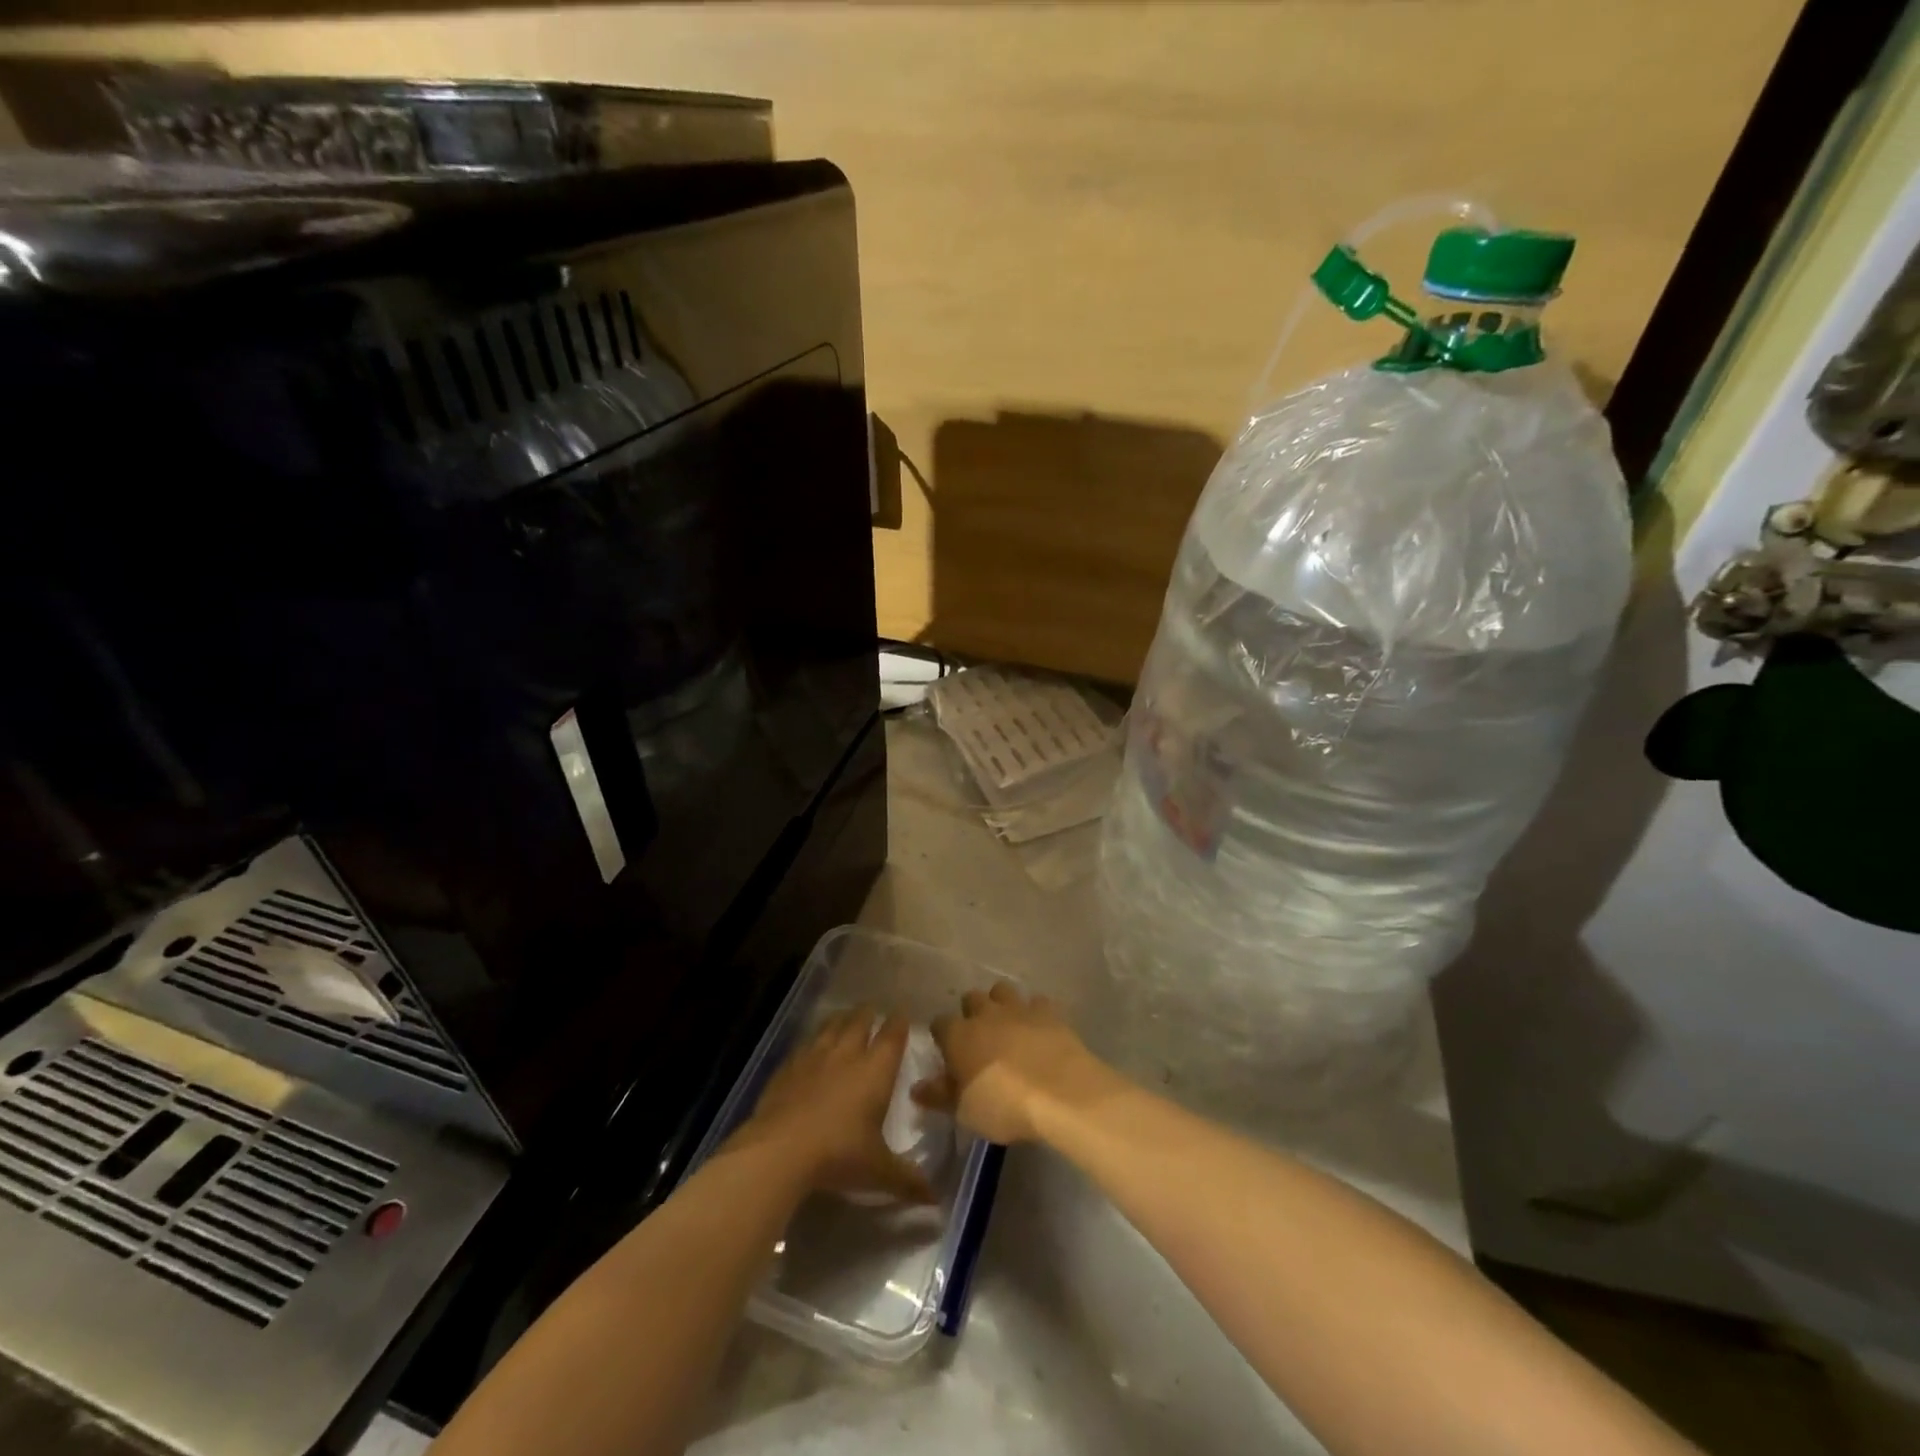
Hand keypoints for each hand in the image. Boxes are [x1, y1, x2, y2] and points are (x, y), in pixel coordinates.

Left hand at [727, 1007, 935, 1203]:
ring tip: (844, 1018)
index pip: (892, 1036)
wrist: (780, 1150)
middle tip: (872, 1010)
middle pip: (859, 1022)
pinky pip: (804, 1045)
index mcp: (875, 1070)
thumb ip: (907, 1180)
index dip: (899, 1023)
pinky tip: (809, 1047)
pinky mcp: (788, 1067)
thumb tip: (936, 1199)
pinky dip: (812, 1041)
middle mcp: (847, 1054)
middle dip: (868, 1014)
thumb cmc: (839, 1154)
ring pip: (830, 1027)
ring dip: (840, 1020)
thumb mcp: (878, 1171)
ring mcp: (814, 1057)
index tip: (902, 1013)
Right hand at [915, 982, 1123, 1144]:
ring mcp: (1018, 1008)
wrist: (1060, 1092)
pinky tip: (1039, 1030)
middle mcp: (985, 1013)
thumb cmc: (1004, 1106)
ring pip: (1002, 990)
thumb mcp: (965, 1111)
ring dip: (1002, 1004)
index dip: (942, 1036)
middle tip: (979, 1038)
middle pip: (971, 998)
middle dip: (972, 1013)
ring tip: (1008, 1026)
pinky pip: (1036, 1002)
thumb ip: (940, 1096)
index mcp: (958, 1035)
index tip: (948, 1053)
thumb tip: (917, 1087)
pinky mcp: (1048, 1011)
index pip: (939, 1023)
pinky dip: (1035, 1012)